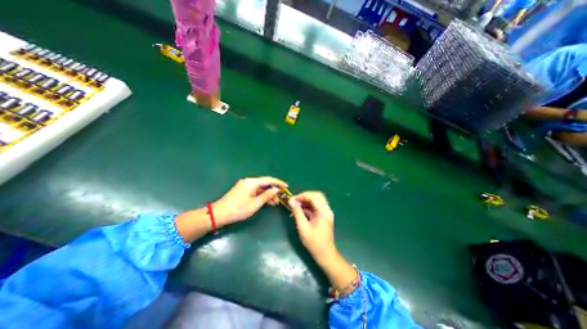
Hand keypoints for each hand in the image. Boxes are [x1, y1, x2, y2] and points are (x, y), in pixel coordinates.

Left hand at [215, 178, 289, 225]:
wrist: (219, 214)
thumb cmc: (238, 209)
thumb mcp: (255, 204)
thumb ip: (267, 195)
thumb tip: (276, 189)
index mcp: (251, 182)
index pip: (268, 180)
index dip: (278, 183)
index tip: (286, 187)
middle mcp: (248, 181)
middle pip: (264, 183)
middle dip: (273, 190)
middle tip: (281, 197)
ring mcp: (245, 186)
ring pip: (260, 188)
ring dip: (268, 194)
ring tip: (276, 202)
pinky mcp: (242, 191)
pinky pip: (255, 191)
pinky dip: (261, 196)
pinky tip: (267, 202)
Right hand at [289, 192, 334, 260]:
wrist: (325, 254)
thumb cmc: (314, 242)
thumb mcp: (303, 227)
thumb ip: (297, 212)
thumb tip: (291, 201)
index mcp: (323, 211)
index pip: (313, 196)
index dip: (302, 196)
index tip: (292, 199)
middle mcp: (326, 209)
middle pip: (316, 196)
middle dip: (304, 196)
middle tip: (295, 201)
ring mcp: (326, 212)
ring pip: (316, 201)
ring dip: (306, 201)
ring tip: (295, 206)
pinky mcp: (323, 216)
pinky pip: (315, 207)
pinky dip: (308, 207)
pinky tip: (300, 211)